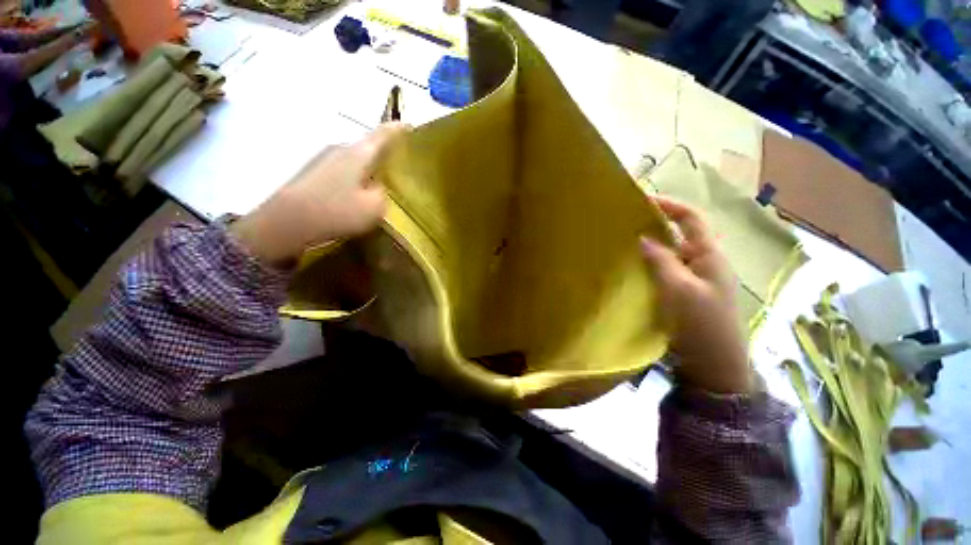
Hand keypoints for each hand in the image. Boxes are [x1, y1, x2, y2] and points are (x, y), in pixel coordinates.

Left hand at [231, 123, 408, 267]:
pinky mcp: (315, 172)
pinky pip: (345, 168)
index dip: (400, 130)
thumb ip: (384, 195)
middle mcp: (340, 148)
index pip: (384, 133)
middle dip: (387, 153)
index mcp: (358, 153)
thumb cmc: (335, 211)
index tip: (413, 128)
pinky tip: (360, 192)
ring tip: (384, 182)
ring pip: (357, 158)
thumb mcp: (374, 208)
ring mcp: (324, 159)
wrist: (286, 222)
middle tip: (403, 166)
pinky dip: (357, 175)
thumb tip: (379, 187)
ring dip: (371, 167)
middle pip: (369, 145)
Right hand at [640, 196, 752, 393]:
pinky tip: (632, 269)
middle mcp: (702, 262)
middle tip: (626, 224)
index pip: (691, 219)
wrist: (714, 364)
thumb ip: (662, 261)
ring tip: (624, 244)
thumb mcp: (681, 289)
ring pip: (669, 254)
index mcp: (709, 255)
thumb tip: (643, 237)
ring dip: (650, 246)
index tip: (643, 200)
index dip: (670, 206)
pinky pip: (663, 271)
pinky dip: (649, 265)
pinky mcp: (682, 293)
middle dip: (655, 225)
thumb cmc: (703, 324)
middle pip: (678, 234)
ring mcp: (692, 279)